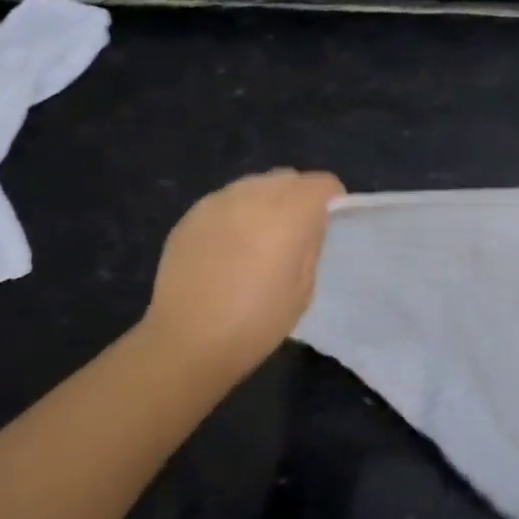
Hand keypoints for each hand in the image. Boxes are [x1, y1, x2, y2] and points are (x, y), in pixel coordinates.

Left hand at [143, 169, 344, 375]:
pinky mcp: (191, 215)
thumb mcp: (303, 288)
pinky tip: (228, 247)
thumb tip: (309, 224)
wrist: (186, 340)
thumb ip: (310, 244)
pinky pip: (225, 201)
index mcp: (289, 212)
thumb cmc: (256, 322)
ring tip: (259, 238)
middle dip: (298, 196)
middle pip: (287, 178)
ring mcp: (218, 201)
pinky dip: (236, 214)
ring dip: (265, 202)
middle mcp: (254, 194)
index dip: (331, 200)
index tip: (329, 223)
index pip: (322, 184)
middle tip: (295, 231)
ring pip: (254, 185)